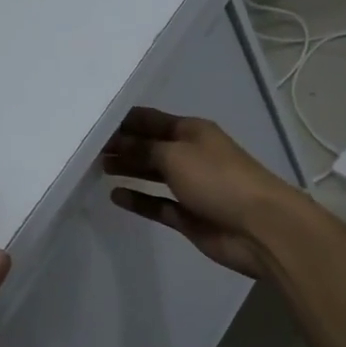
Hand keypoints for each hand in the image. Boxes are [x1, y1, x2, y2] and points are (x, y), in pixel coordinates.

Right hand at [101, 108, 300, 278]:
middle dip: (122, 145)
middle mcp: (191, 154)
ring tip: (98, 168)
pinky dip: (138, 199)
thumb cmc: (218, 179)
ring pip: (153, 174)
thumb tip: (118, 143)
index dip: (124, 121)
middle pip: (150, 146)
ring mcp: (190, 186)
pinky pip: (157, 204)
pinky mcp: (188, 215)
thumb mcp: (176, 155)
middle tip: (87, 148)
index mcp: (192, 131)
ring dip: (129, 169)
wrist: (259, 227)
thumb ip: (144, 148)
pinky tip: (115, 196)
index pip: (151, 119)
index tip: (93, 122)